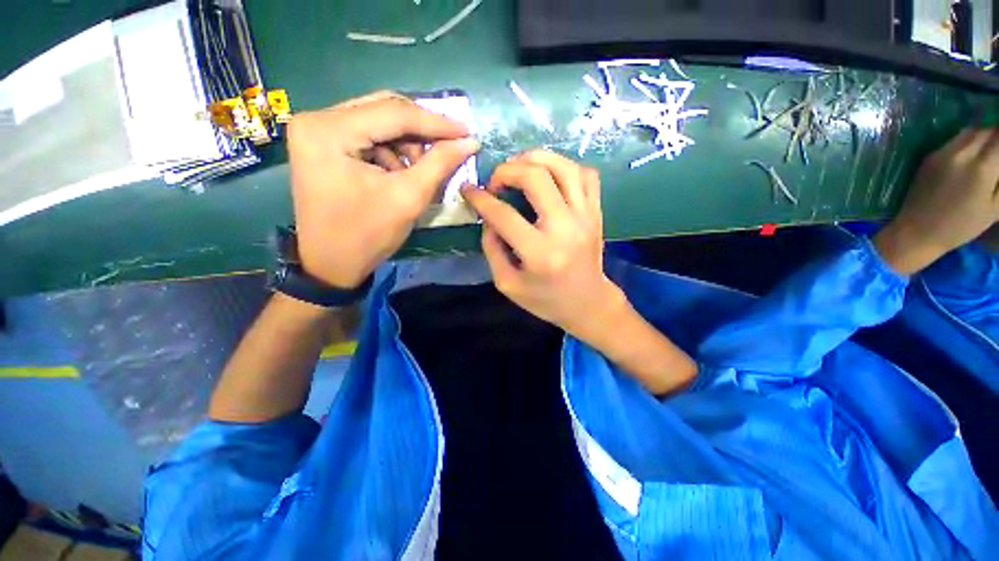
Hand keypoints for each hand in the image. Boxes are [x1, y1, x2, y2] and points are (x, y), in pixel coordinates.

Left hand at [288, 91, 478, 287]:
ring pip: (378, 122)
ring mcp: (317, 130)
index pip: (393, 113)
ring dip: (407, 144)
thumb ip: (440, 164)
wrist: (331, 264)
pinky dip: (393, 152)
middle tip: (450, 148)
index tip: (467, 131)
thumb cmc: (367, 235)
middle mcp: (316, 119)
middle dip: (421, 131)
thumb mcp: (408, 198)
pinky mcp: (323, 144)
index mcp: (329, 130)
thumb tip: (470, 142)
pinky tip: (401, 173)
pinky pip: (369, 136)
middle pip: (384, 110)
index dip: (436, 122)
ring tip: (421, 172)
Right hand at [463, 150, 697, 394]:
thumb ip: (492, 249)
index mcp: (540, 254)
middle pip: (536, 178)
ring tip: (518, 167)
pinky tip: (549, 175)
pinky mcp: (597, 213)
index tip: (468, 190)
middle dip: (507, 170)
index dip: (481, 198)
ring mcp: (586, 217)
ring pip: (564, 167)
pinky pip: (586, 174)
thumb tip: (487, 217)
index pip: (504, 215)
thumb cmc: (545, 300)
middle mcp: (565, 229)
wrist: (588, 303)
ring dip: (536, 158)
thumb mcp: (508, 284)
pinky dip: (564, 166)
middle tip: (495, 181)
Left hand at [875, 128, 998, 274]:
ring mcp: (942, 153)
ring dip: (983, 136)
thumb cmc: (961, 226)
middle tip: (998, 152)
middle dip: (997, 136)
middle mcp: (961, 153)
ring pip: (971, 131)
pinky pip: (954, 140)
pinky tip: (970, 157)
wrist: (917, 230)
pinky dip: (967, 142)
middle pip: (987, 130)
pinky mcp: (930, 156)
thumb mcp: (994, 207)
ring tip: (988, 152)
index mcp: (982, 167)